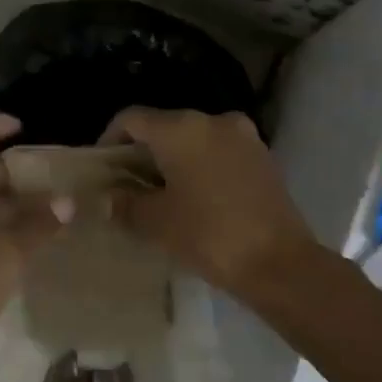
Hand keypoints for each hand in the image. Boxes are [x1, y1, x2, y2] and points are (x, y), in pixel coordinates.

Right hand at [100, 107, 317, 298]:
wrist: (279, 263)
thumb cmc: (208, 235)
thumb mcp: (156, 222)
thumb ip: (126, 203)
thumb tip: (108, 197)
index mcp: (181, 128)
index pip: (132, 118)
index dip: (110, 139)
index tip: (102, 168)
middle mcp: (213, 120)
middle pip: (165, 126)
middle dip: (143, 152)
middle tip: (127, 185)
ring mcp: (243, 136)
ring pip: (195, 139)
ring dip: (174, 160)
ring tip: (161, 194)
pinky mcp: (263, 157)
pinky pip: (220, 152)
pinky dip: (201, 166)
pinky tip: (196, 198)